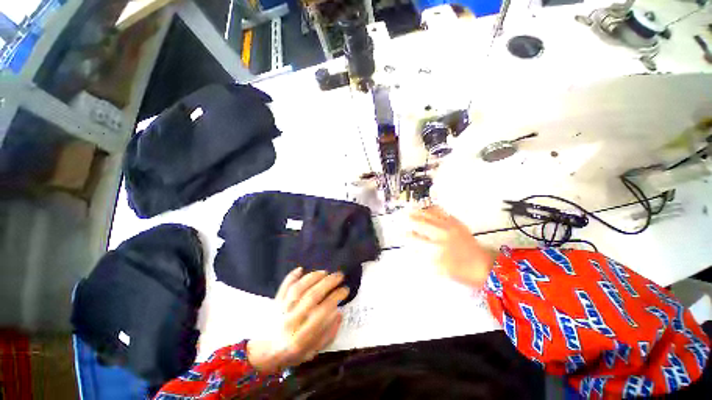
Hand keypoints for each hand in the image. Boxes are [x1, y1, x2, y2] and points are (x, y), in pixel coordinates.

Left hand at [247, 268, 348, 373]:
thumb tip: (339, 313)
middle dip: (329, 282)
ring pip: (298, 288)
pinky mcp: (275, 303)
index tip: (345, 289)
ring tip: (325, 272)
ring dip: (313, 277)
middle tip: (339, 275)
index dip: (336, 297)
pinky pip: (283, 287)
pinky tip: (301, 269)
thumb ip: (328, 334)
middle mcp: (291, 321)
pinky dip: (291, 276)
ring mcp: (281, 310)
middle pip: (312, 296)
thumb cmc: (292, 354)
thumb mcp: (313, 352)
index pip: (323, 311)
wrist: (263, 354)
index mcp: (302, 336)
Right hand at [409, 206, 494, 287]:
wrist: (485, 266)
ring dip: (419, 212)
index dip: (407, 235)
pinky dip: (433, 209)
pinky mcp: (457, 223)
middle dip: (411, 219)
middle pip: (422, 223)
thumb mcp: (440, 270)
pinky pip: (442, 212)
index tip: (401, 233)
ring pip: (431, 215)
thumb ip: (425, 258)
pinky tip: (428, 209)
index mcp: (436, 249)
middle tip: (403, 216)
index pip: (416, 239)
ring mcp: (450, 227)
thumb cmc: (461, 272)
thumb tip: (413, 246)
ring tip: (412, 209)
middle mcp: (441, 234)